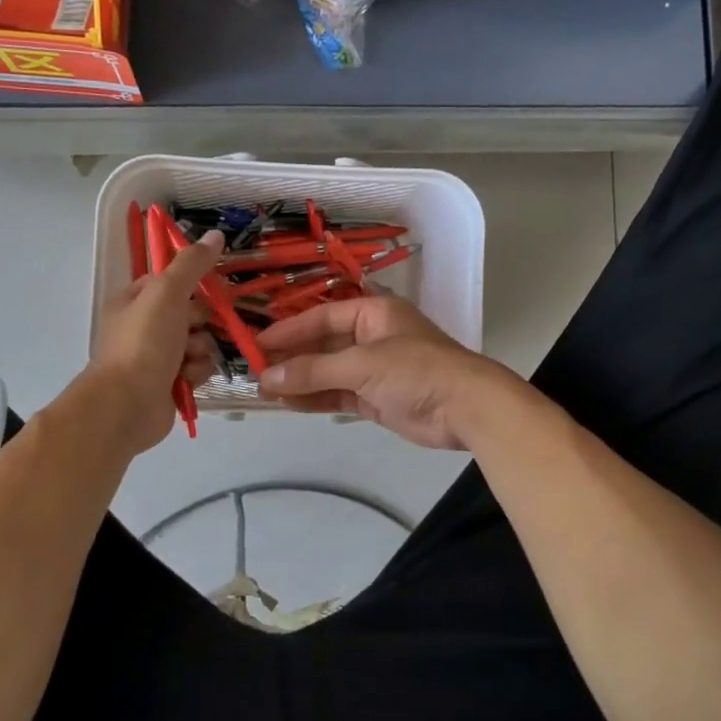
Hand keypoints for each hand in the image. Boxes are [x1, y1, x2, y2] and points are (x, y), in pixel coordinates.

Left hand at [85, 230, 223, 454]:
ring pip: (199, 343)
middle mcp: (144, 326)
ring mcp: (156, 357)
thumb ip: (192, 264)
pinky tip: (187, 379)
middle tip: (192, 330)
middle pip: (191, 314)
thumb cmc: (143, 343)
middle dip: (200, 323)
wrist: (126, 405)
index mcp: (135, 300)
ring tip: (187, 360)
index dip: (194, 286)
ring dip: (200, 350)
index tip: (213, 290)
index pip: (173, 282)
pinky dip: (196, 373)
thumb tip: (216, 234)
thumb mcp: (167, 293)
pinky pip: (197, 369)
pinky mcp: (169, 384)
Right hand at [255, 293, 500, 449]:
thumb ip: (313, 370)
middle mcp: (372, 337)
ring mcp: (374, 370)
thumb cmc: (416, 370)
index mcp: (373, 312)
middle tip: (255, 369)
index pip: (322, 316)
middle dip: (292, 358)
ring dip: (299, 380)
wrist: (466, 408)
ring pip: (328, 372)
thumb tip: (266, 376)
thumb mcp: (361, 364)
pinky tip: (288, 403)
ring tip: (264, 390)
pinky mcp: (376, 398)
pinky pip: (338, 395)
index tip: (257, 343)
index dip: (289, 329)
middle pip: (323, 344)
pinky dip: (315, 399)